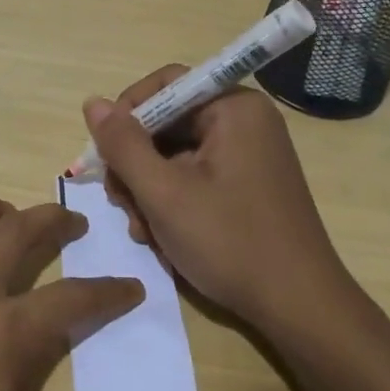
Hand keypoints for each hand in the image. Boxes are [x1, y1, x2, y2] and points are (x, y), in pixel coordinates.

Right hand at [84, 67, 351, 334]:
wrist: (297, 305)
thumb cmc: (229, 242)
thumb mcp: (163, 193)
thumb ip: (123, 145)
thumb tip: (93, 103)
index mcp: (233, 108)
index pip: (165, 85)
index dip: (127, 113)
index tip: (105, 155)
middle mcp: (244, 122)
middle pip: (166, 123)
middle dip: (135, 164)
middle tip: (120, 203)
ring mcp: (247, 155)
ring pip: (174, 155)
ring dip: (148, 189)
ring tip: (143, 230)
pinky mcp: (246, 184)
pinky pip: (194, 176)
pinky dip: (171, 200)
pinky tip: (162, 235)